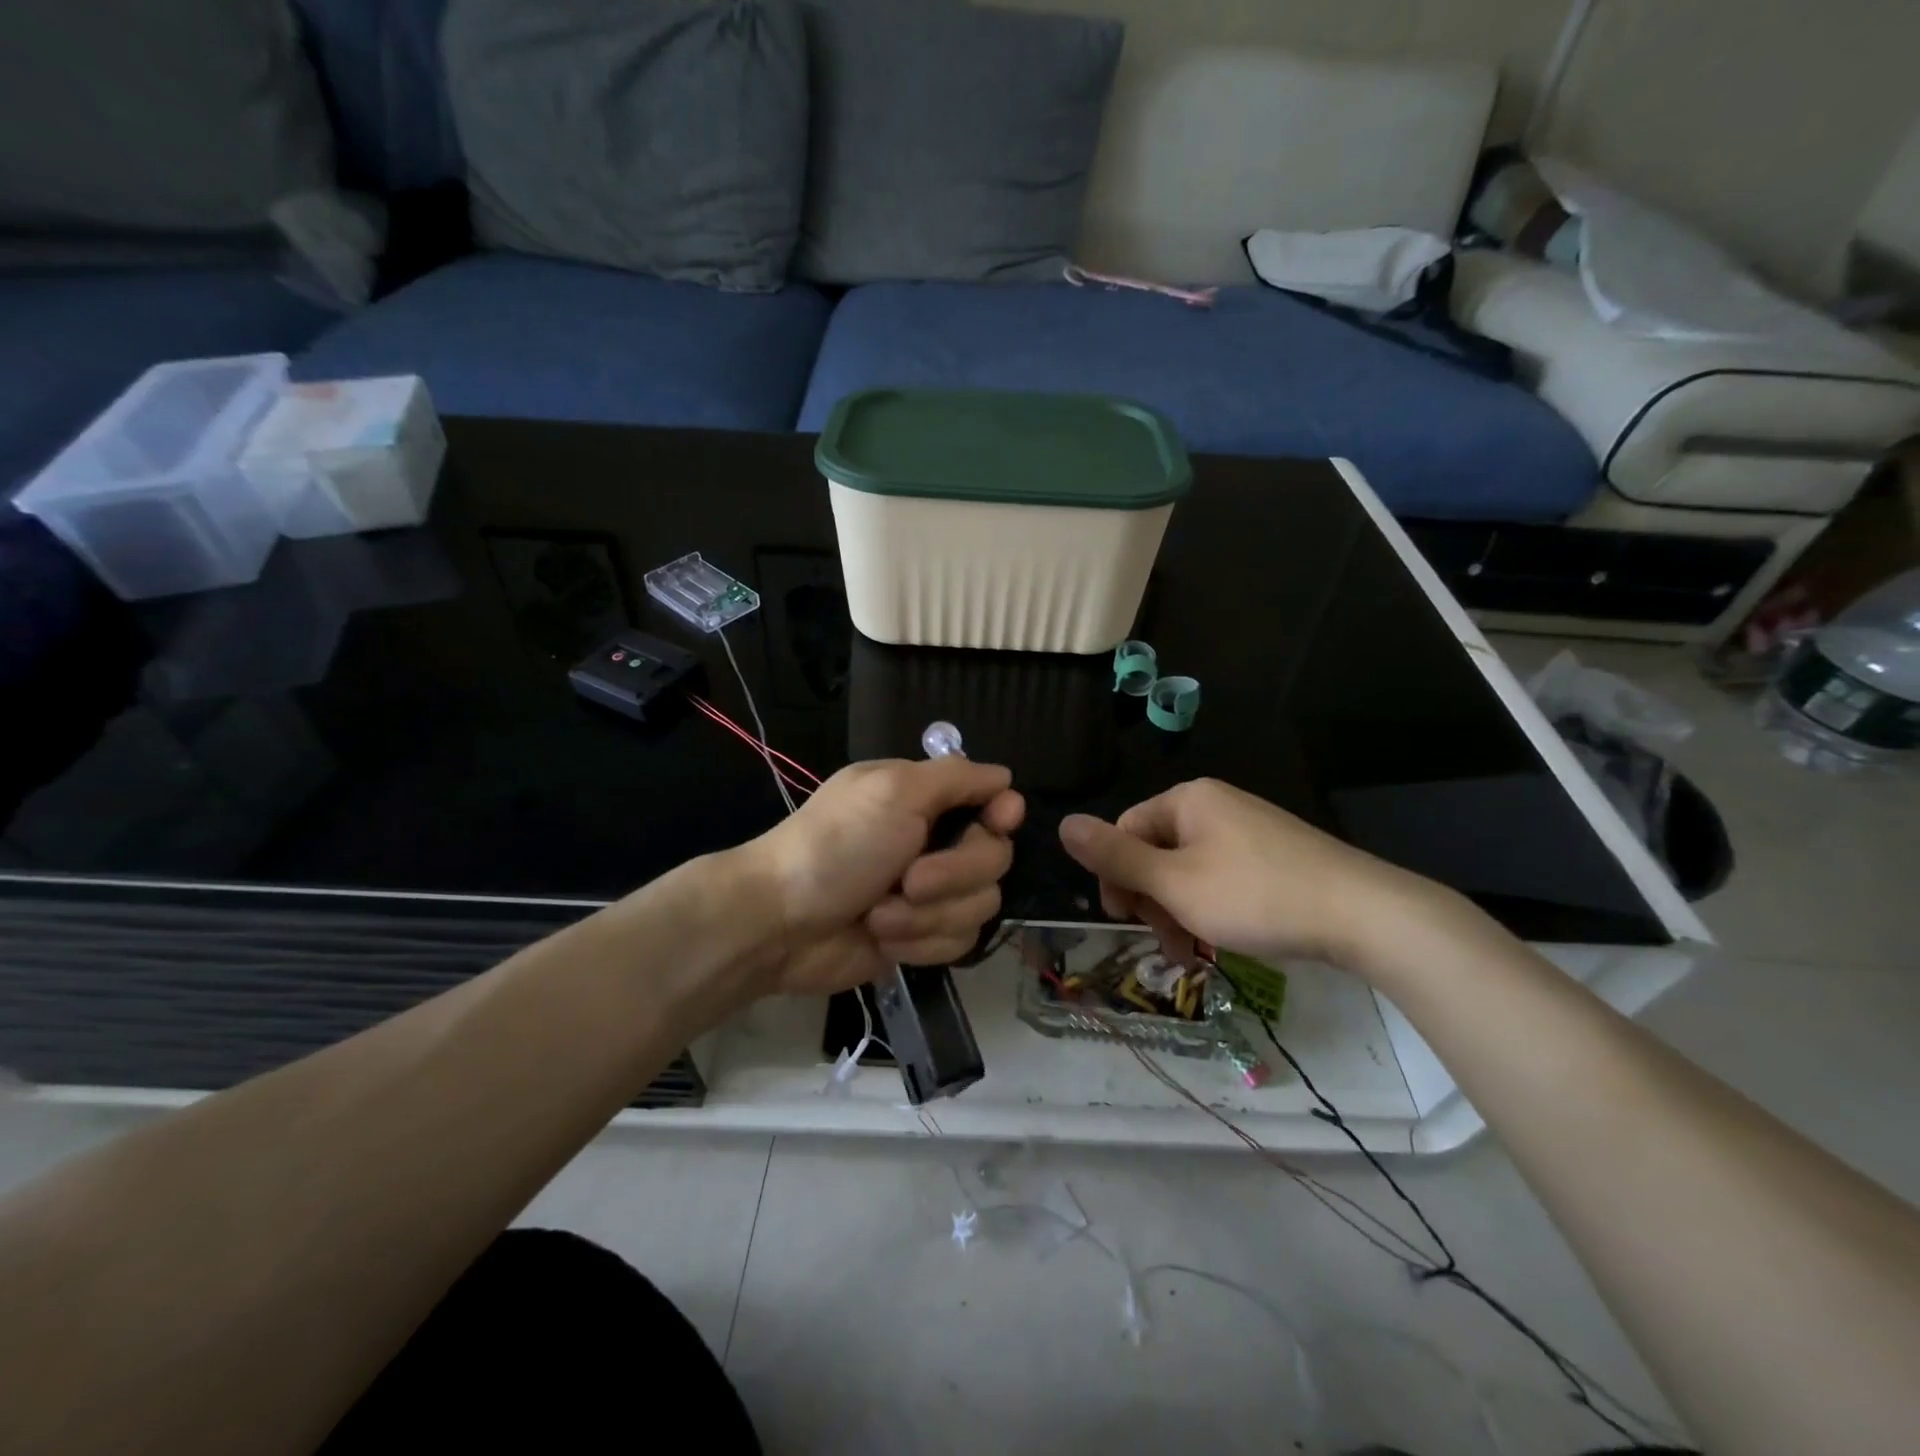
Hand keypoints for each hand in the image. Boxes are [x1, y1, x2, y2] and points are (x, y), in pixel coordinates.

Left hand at [745, 758, 1024, 994]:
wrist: (781, 924)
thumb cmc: (837, 846)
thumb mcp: (894, 791)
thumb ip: (956, 777)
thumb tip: (1005, 779)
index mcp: (927, 799)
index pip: (995, 800)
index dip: (1002, 815)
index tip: (996, 823)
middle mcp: (935, 842)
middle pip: (995, 858)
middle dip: (952, 875)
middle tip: (907, 879)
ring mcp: (931, 894)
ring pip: (980, 905)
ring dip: (927, 915)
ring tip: (879, 914)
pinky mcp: (923, 936)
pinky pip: (958, 942)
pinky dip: (919, 941)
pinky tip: (882, 937)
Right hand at [1058, 777, 1429, 969]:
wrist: (1363, 914)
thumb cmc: (1255, 895)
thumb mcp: (1174, 882)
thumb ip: (1115, 856)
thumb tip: (1062, 823)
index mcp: (1187, 800)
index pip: (1125, 830)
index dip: (1116, 876)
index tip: (1124, 921)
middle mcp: (1215, 805)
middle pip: (1156, 850)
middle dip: (1151, 899)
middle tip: (1166, 944)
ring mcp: (1248, 829)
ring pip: (1188, 870)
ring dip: (1179, 911)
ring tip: (1192, 954)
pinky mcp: (1273, 855)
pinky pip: (1221, 877)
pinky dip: (1210, 908)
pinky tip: (1220, 940)